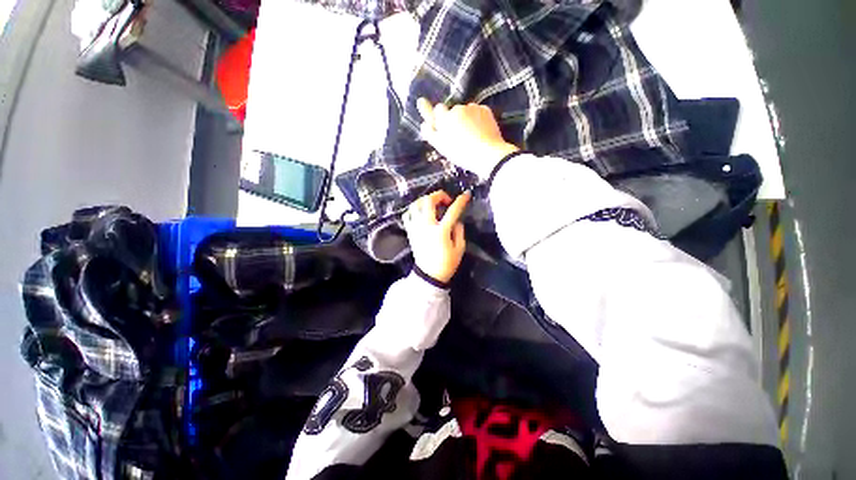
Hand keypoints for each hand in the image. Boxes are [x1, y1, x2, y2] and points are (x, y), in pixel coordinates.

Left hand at [403, 190, 470, 283]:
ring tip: (433, 205)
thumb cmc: (447, 264)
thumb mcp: (459, 249)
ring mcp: (416, 228)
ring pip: (415, 204)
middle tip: (445, 200)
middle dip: (439, 195)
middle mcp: (426, 226)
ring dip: (425, 200)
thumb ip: (459, 231)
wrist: (429, 275)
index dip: (460, 201)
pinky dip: (414, 209)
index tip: (466, 195)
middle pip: (428, 201)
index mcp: (441, 231)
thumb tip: (456, 220)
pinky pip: (407, 214)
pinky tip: (421, 212)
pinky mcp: (410, 231)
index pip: (452, 211)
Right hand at [417, 98, 518, 178]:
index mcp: (444, 120)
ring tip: (472, 135)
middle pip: (452, 110)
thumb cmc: (462, 154)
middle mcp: (456, 110)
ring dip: (467, 119)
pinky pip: (478, 111)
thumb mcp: (442, 147)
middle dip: (453, 118)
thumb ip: (431, 133)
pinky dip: (478, 119)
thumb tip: (424, 123)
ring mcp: (471, 108)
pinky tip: (481, 131)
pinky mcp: (485, 109)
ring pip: (466, 111)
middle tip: (459, 133)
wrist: (487, 154)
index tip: (441, 118)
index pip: (438, 110)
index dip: (439, 115)